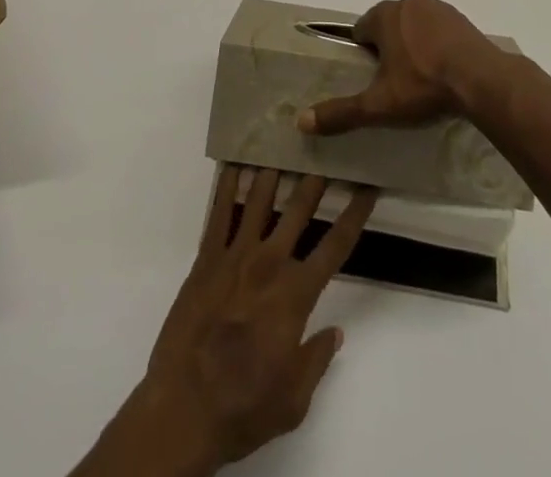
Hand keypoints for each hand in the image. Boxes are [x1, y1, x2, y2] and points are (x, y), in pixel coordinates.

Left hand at [75, 166, 377, 475]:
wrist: (182, 409)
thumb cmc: (243, 408)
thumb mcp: (294, 400)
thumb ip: (317, 359)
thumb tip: (335, 331)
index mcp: (295, 294)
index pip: (336, 244)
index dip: (355, 213)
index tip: (368, 186)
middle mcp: (269, 263)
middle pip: (299, 208)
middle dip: (317, 177)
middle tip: (327, 147)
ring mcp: (234, 255)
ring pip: (259, 199)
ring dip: (275, 170)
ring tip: (284, 141)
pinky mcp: (205, 258)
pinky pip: (218, 212)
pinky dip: (227, 185)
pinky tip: (234, 162)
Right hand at [298, 0, 502, 135]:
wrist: (481, 79)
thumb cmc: (423, 85)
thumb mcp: (379, 104)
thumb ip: (342, 112)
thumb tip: (302, 120)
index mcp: (385, 15)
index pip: (362, 29)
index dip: (363, 52)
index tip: (372, 76)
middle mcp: (409, 2)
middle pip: (389, 24)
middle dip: (389, 47)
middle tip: (395, 80)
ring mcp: (439, 8)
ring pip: (415, 24)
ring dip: (414, 43)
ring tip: (422, 77)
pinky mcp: (462, 18)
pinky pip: (440, 29)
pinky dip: (438, 44)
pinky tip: (444, 70)